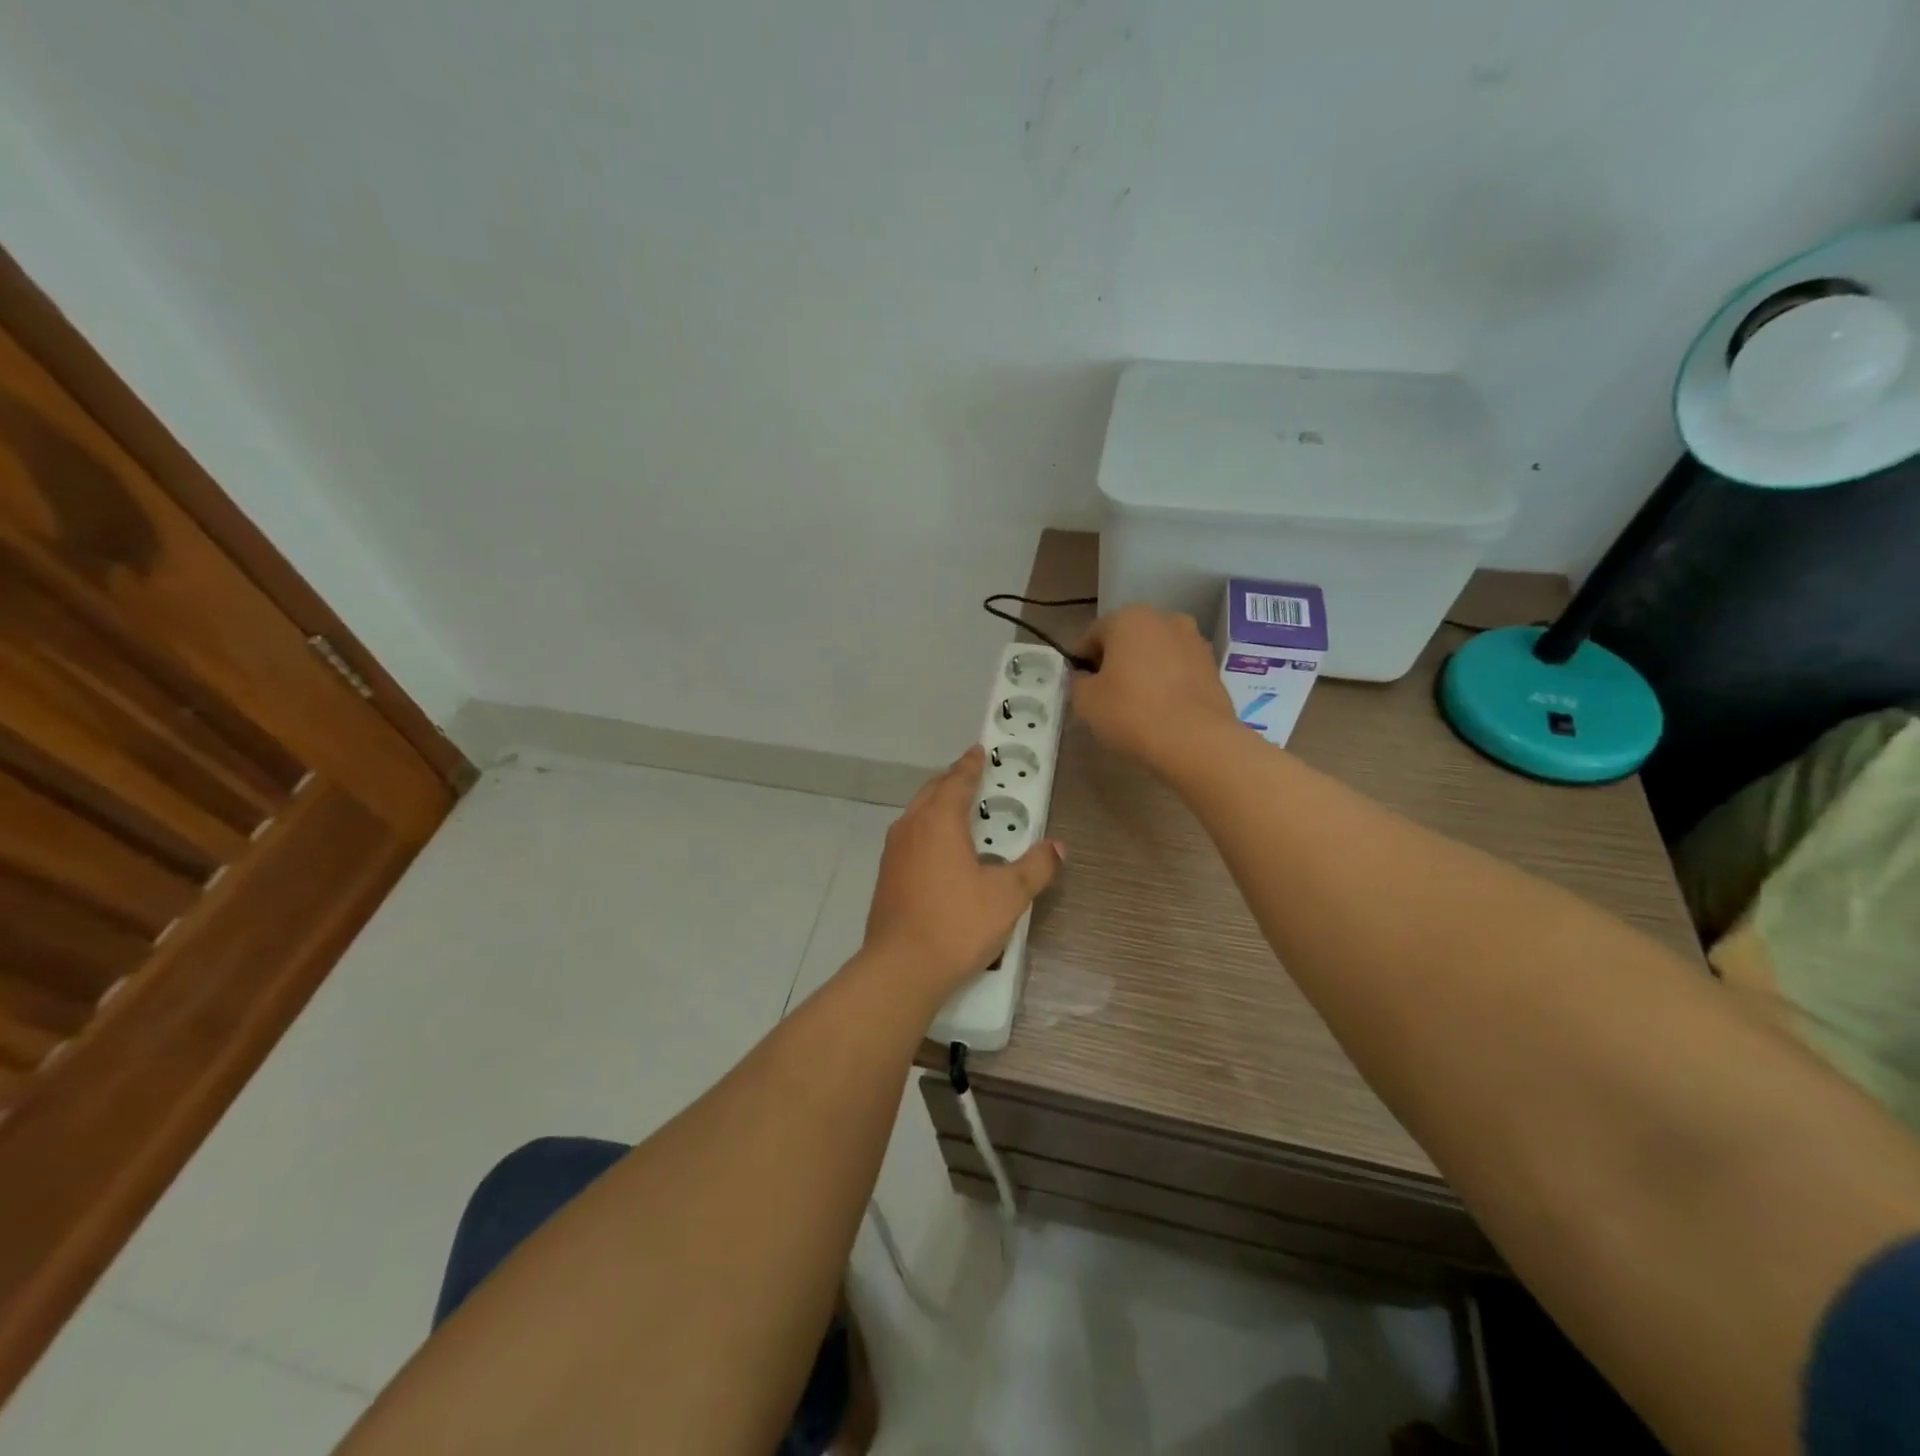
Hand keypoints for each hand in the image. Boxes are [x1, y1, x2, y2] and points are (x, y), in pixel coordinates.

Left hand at [862, 745, 1062, 1006]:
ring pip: (917, 814)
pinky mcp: (886, 876)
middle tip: (974, 778)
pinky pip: (910, 838)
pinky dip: (927, 830)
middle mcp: (911, 827)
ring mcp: (893, 852)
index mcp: (939, 820)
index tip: (980, 750)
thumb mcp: (1009, 895)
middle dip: (953, 781)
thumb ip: (1036, 867)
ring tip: (959, 812)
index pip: (958, 780)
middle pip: (932, 791)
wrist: (902, 967)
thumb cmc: (958, 922)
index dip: (972, 765)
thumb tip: (1058, 847)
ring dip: (937, 805)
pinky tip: (940, 851)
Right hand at [1071, 605, 1236, 771]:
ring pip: (1156, 653)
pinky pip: (1178, 670)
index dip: (1081, 661)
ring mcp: (1194, 640)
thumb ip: (1078, 682)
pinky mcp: (1213, 666)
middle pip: (1127, 639)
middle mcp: (1164, 619)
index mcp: (1128, 618)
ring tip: (1137, 704)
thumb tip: (1086, 678)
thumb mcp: (1085, 700)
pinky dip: (1167, 682)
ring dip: (1143, 670)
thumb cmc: (1131, 712)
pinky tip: (1162, 709)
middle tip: (1105, 695)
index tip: (1078, 686)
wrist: (1196, 740)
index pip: (1092, 636)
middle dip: (1115, 662)